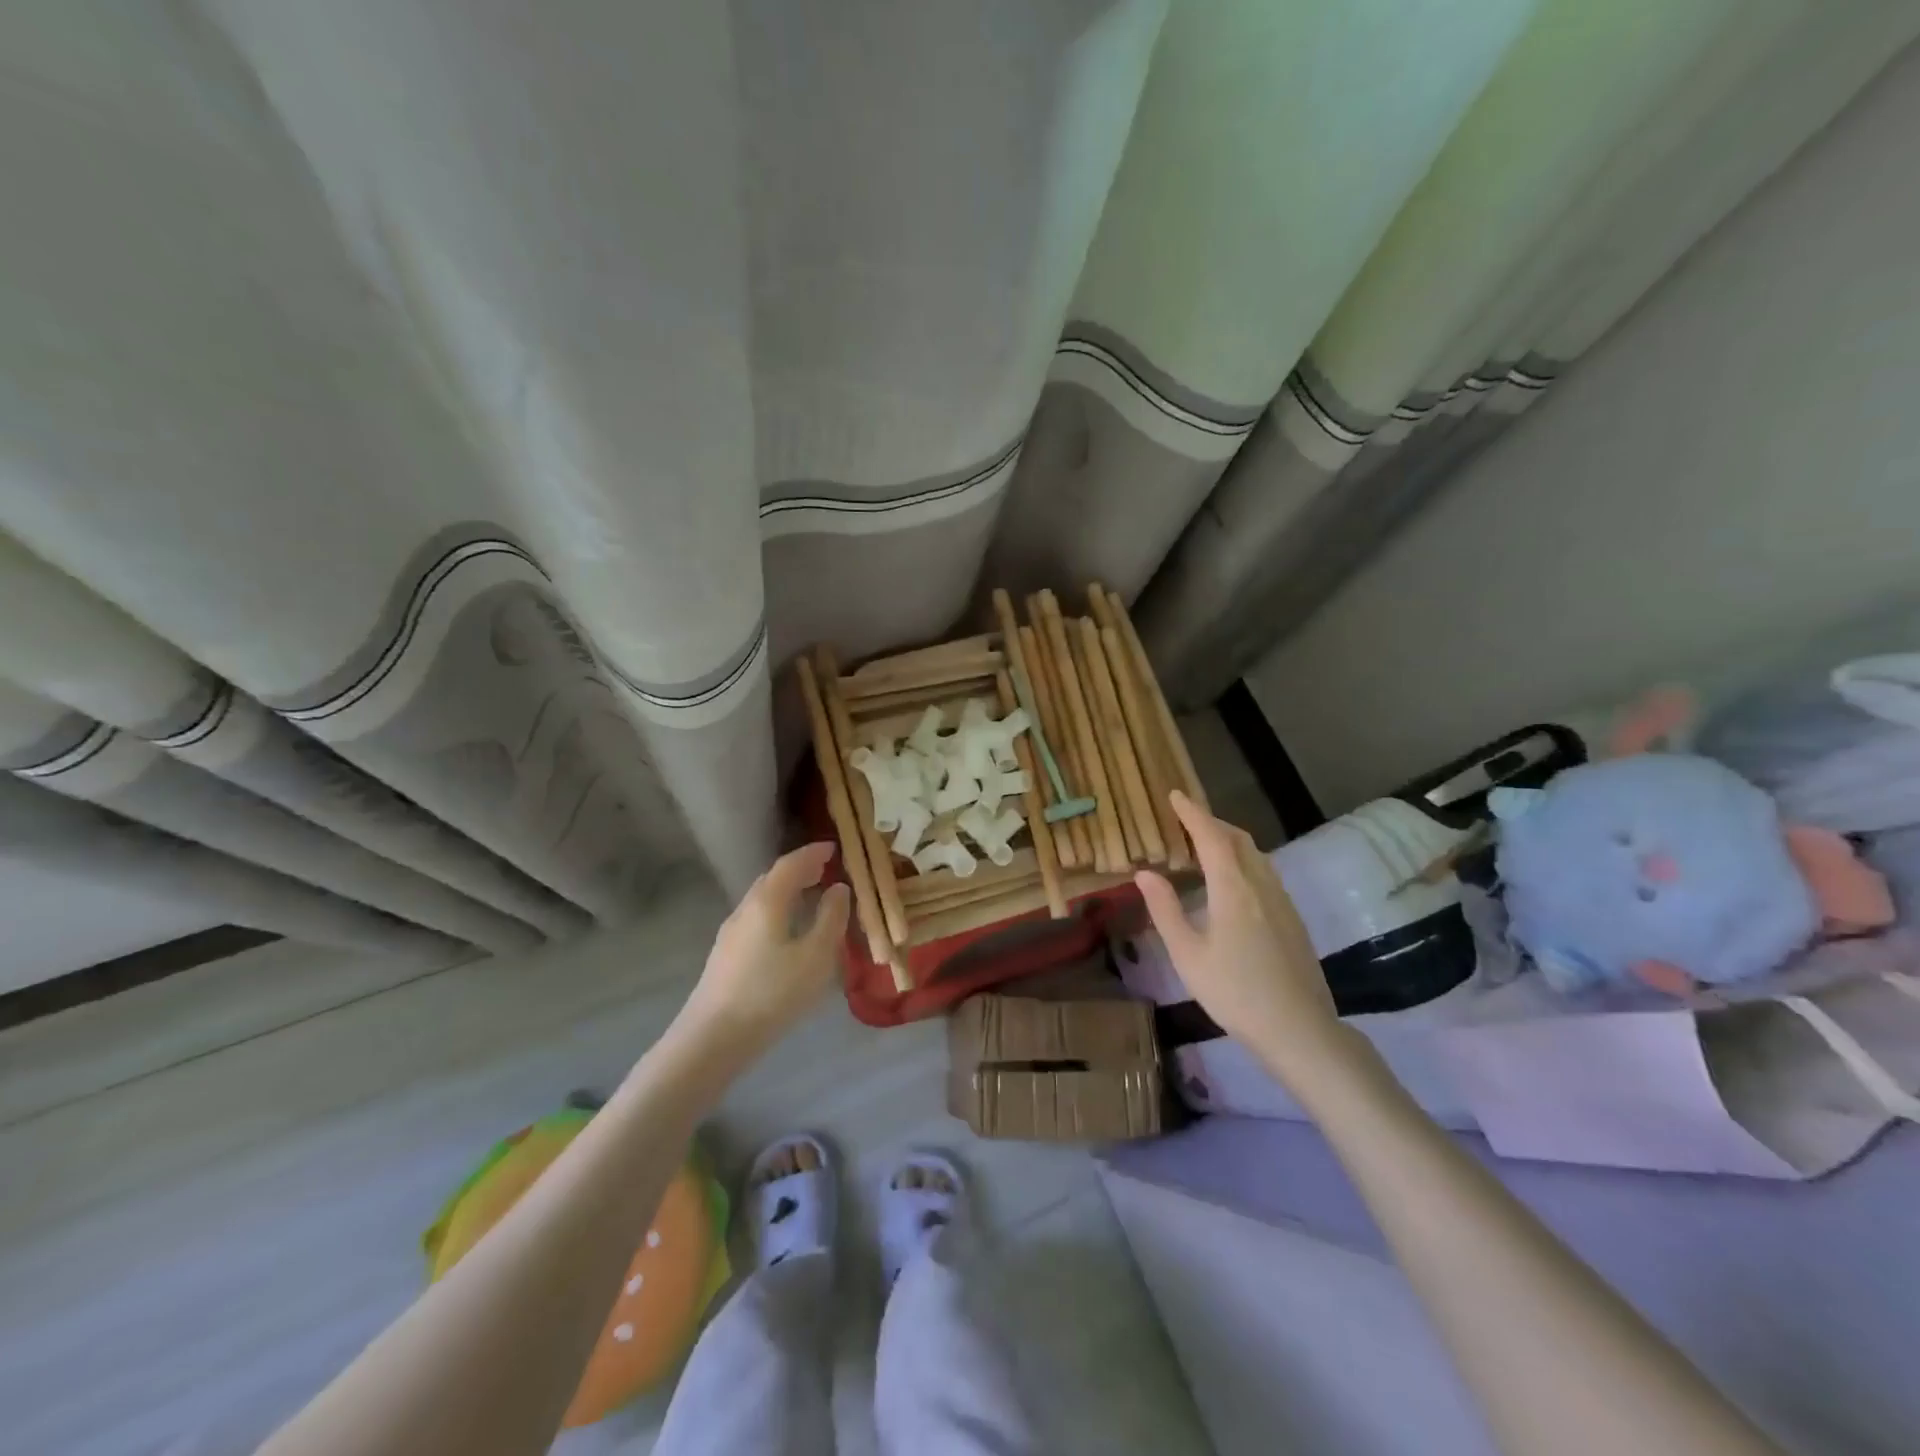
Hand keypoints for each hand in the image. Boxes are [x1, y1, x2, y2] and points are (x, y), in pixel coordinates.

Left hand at [674, 842, 849, 1059]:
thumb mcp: (816, 956)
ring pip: (762, 899)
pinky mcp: (726, 956)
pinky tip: (788, 931)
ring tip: (811, 897)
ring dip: (788, 891)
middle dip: (800, 870)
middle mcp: (745, 909)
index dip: (812, 853)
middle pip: (773, 879)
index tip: (833, 847)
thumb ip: (831, 918)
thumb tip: (838, 889)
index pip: (790, 864)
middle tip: (825, 869)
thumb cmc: (772, 993)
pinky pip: (757, 918)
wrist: (713, 1038)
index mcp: (767, 901)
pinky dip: (778, 910)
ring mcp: (731, 933)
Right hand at [1136, 792, 1350, 1089]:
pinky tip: (1232, 881)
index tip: (1175, 795)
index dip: (1192, 813)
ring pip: (1255, 855)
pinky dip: (1243, 860)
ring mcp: (1282, 901)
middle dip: (1211, 822)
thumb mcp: (1187, 954)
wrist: (1300, 1029)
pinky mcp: (1292, 918)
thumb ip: (1165, 909)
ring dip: (1229, 840)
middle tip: (1186, 819)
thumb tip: (1144, 873)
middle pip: (1237, 839)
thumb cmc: (1234, 992)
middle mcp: (1261, 885)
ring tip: (1205, 845)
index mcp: (1233, 888)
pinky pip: (1265, 872)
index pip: (1211, 836)